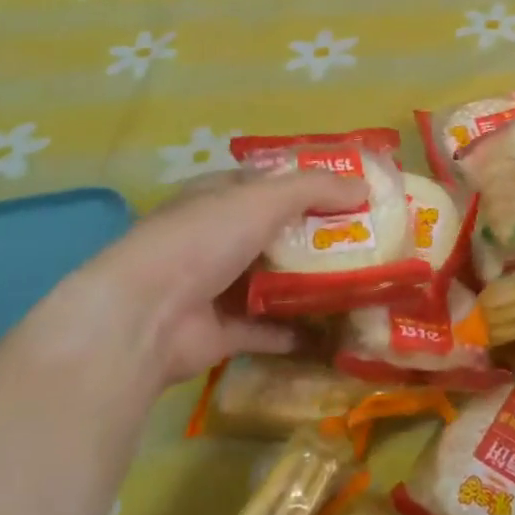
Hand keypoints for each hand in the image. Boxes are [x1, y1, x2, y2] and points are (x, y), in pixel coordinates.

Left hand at [62, 170, 366, 386]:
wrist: (146, 317)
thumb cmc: (203, 240)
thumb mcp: (263, 199)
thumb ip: (315, 189)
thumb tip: (364, 187)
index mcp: (217, 197)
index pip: (267, 183)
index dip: (308, 184)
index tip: (352, 192)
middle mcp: (215, 238)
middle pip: (276, 233)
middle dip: (318, 236)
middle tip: (368, 239)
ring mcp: (216, 287)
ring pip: (274, 281)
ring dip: (310, 282)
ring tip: (361, 281)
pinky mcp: (221, 332)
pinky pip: (267, 329)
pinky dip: (296, 330)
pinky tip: (335, 329)